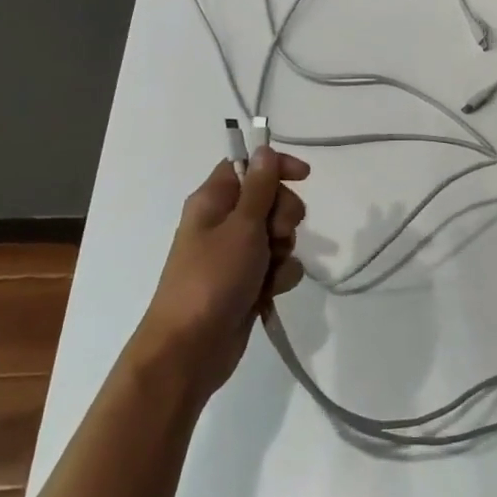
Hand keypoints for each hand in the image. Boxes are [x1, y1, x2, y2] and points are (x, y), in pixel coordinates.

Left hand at [137, 147, 309, 396]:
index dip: (276, 166)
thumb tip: (263, 149)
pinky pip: (279, 266)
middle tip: (278, 234)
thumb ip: (259, 187)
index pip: (248, 166)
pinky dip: (279, 277)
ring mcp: (237, 255)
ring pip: (280, 236)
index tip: (305, 176)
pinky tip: (269, 292)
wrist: (191, 348)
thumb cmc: (212, 279)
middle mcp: (225, 223)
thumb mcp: (241, 226)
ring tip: (268, 271)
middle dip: (285, 215)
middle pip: (270, 200)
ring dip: (284, 250)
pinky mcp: (249, 282)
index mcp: (213, 202)